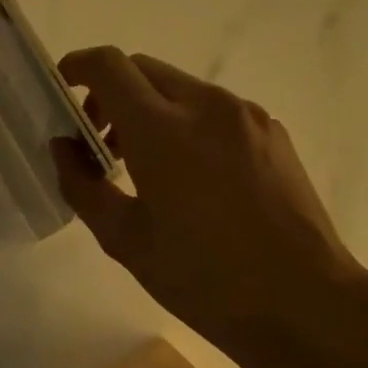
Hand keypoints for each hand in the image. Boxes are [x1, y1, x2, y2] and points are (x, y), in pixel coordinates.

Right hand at [52, 49, 367, 367]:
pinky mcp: (272, 131)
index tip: (63, 92)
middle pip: (143, 69)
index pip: (110, 66)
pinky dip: (187, 123)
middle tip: (101, 144)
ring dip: (150, 109)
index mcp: (163, 129)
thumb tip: (64, 147)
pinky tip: (194, 177)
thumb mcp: (126, 241)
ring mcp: (245, 115)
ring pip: (180, 87)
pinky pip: (215, 109)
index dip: (77, 67)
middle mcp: (206, 105)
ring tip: (146, 166)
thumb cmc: (205, 279)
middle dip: (111, 93)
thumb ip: (83, 185)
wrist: (305, 301)